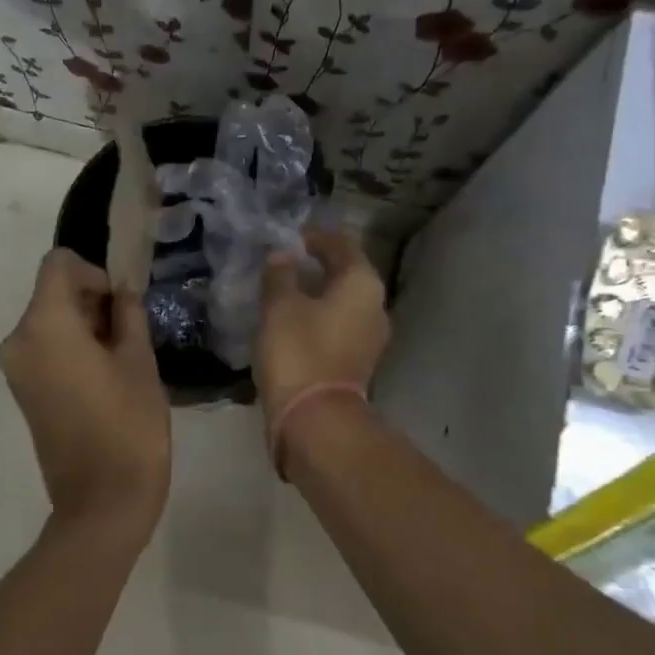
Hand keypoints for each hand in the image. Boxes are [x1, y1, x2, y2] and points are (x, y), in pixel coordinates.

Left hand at [0, 249, 171, 536]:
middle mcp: (18, 340)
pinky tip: (104, 376)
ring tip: (123, 358)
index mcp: (44, 325)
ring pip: (50, 321)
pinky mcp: (23, 392)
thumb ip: (128, 314)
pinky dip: (72, 348)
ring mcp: (16, 369)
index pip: (58, 264)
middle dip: (92, 301)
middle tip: (132, 332)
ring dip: (84, 326)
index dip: (94, 273)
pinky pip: (45, 349)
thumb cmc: (128, 426)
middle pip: (53, 293)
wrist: (102, 502)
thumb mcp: (139, 361)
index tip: (122, 306)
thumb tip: (122, 291)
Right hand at [257, 229, 388, 432]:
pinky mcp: (357, 361)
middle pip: (346, 273)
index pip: (342, 245)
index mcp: (362, 284)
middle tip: (286, 260)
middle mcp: (375, 306)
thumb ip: (280, 275)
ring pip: (342, 302)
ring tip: (286, 289)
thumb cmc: (299, 352)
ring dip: (317, 292)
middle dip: (318, 265)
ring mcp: (369, 337)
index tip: (292, 235)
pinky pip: (338, 326)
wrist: (315, 419)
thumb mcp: (280, 306)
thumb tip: (283, 256)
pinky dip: (318, 317)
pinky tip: (293, 320)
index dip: (317, 236)